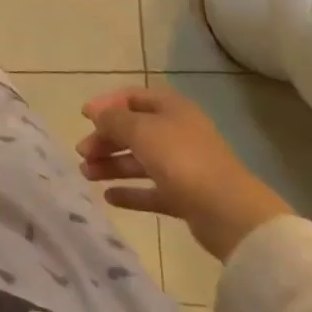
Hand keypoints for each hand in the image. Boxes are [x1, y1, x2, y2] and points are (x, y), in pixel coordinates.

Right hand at [76, 86, 292, 260]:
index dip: (107, 104)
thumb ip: (113, 119)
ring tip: (86, 174)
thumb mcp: (140, 130)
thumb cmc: (181, 159)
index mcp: (172, 109)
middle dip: (105, 139)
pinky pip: (151, 190)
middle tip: (82, 152)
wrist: (229, 213)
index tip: (84, 116)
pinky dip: (130, 192)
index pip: (132, 97)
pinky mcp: (185, 197)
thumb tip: (97, 113)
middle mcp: (177, 133)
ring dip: (111, 165)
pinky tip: (109, 197)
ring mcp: (183, 166)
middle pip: (133, 131)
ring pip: (139, 161)